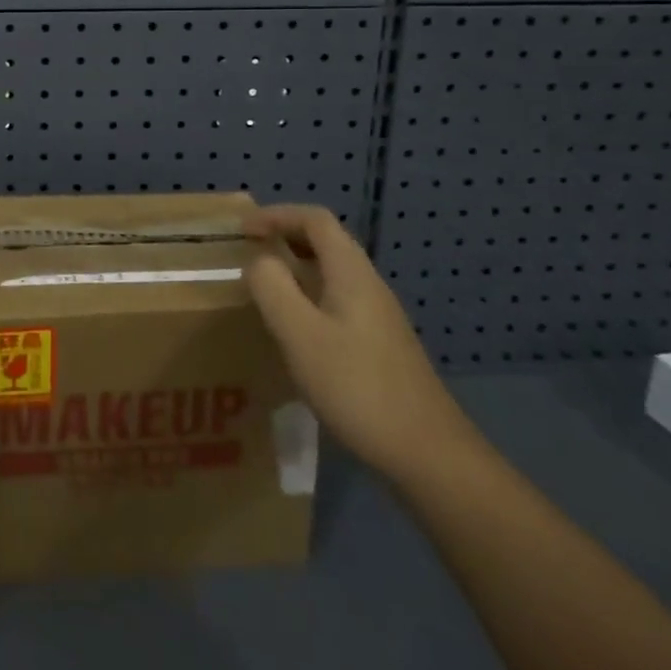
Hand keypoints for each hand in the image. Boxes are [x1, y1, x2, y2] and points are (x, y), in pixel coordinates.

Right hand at [243, 205, 477, 485]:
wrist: (428, 454)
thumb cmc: (357, 387)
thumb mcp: (300, 334)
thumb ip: (273, 288)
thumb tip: (259, 261)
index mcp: (351, 273)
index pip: (315, 220)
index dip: (276, 215)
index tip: (242, 229)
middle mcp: (368, 285)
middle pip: (326, 242)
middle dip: (285, 236)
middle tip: (248, 251)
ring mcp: (378, 316)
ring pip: (331, 272)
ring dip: (295, 267)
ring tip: (263, 286)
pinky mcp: (379, 345)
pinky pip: (336, 300)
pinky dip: (308, 296)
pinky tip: (294, 329)